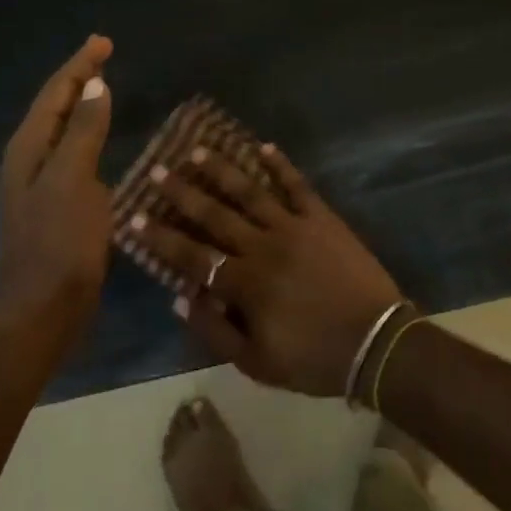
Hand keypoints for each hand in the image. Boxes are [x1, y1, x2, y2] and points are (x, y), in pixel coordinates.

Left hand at [0, 35, 114, 331]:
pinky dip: (89, 134)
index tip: (103, 42)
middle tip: (104, 53)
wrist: (43, 310)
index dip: (79, 65)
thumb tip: (95, 84)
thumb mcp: (73, 181)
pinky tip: (102, 138)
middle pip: (55, 106)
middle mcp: (31, 159)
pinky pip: (74, 153)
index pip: (55, 93)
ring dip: (82, 104)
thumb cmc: (59, 243)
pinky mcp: (57, 203)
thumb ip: (83, 131)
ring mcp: (42, 183)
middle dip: (78, 77)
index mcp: (30, 148)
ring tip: (103, 85)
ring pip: (63, 129)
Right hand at [121, 143, 401, 396]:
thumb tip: (180, 298)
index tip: (135, 217)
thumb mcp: (258, 363)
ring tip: (198, 151)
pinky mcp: (322, 217)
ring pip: (251, 192)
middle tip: (158, 171)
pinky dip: (280, 165)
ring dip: (223, 170)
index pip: (193, 256)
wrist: (376, 342)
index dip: (161, 237)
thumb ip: (216, 331)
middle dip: (183, 193)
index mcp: (246, 283)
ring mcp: (295, 226)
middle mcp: (264, 246)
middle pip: (216, 214)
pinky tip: (263, 148)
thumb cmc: (314, 357)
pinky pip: (298, 186)